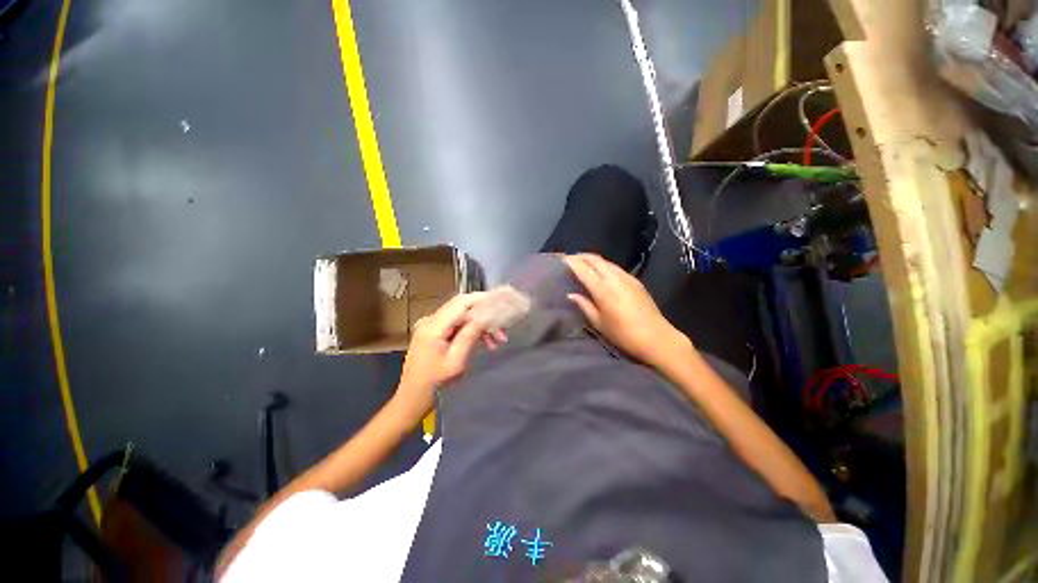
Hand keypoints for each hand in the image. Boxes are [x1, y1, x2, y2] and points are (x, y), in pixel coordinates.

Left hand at [393, 293, 503, 425]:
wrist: (411, 400)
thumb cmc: (433, 385)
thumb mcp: (455, 362)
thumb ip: (469, 335)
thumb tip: (486, 316)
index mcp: (433, 326)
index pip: (461, 303)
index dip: (482, 300)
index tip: (501, 304)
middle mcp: (431, 320)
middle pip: (462, 308)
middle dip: (484, 316)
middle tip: (502, 331)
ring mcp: (431, 326)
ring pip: (462, 317)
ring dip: (480, 325)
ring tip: (496, 341)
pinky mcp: (434, 333)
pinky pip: (456, 325)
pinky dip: (471, 331)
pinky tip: (484, 343)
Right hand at [564, 254, 691, 368]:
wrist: (657, 338)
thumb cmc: (624, 335)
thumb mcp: (599, 324)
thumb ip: (585, 306)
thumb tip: (571, 294)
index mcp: (604, 290)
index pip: (584, 270)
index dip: (572, 262)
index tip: (562, 259)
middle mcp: (615, 278)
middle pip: (596, 260)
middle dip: (581, 256)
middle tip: (570, 258)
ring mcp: (627, 278)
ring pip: (606, 262)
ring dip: (593, 259)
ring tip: (583, 262)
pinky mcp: (636, 281)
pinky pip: (616, 267)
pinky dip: (604, 265)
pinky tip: (601, 271)